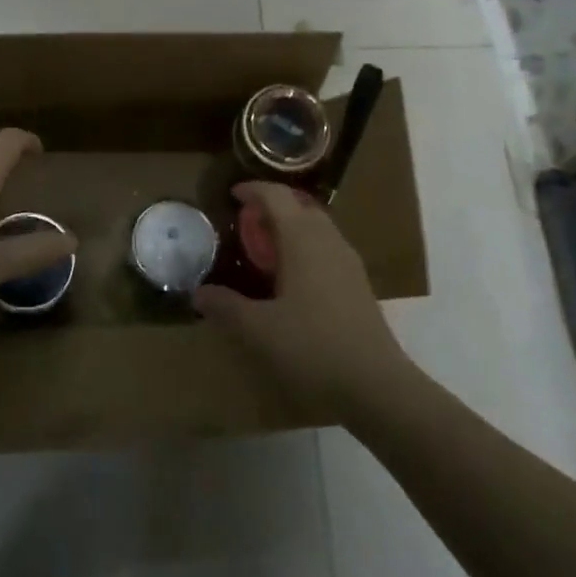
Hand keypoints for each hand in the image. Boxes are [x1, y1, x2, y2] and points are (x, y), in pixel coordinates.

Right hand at [195, 182, 413, 414]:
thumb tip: (199, 294)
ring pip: (317, 227)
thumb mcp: (258, 330)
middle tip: (246, 221)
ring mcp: (348, 262)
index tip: (232, 194)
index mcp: (302, 239)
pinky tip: (293, 279)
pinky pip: (327, 248)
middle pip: (300, 206)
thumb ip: (226, 307)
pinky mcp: (358, 285)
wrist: (376, 386)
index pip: (276, 196)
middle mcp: (328, 241)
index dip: (253, 190)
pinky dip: (305, 248)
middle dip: (273, 206)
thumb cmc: (312, 347)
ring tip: (266, 248)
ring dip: (291, 227)